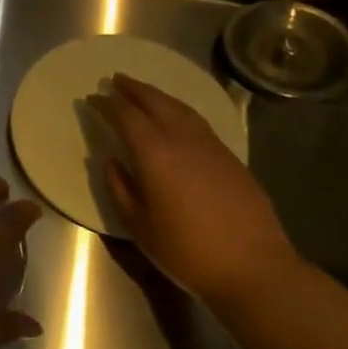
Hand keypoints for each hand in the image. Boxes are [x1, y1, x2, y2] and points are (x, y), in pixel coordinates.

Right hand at [90, 74, 299, 301]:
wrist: (254, 269)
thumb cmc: (187, 251)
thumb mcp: (139, 226)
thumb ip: (120, 189)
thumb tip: (112, 162)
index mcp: (155, 155)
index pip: (127, 118)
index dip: (107, 105)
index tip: (93, 97)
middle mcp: (184, 142)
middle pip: (157, 103)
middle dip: (134, 89)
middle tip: (116, 79)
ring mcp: (212, 148)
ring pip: (182, 109)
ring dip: (159, 96)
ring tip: (143, 92)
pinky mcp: (232, 160)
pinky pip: (199, 123)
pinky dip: (180, 112)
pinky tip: (176, 119)